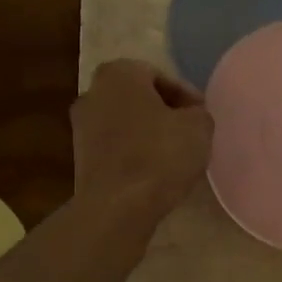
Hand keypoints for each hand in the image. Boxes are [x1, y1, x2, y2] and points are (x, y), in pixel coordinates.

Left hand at [71, 59, 213, 224]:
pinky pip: (115, 148)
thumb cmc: (159, 155)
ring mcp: (81, 127)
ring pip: (125, 123)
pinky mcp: (80, 158)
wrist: (117, 207)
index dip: (186, 96)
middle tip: (189, 132)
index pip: (159, 76)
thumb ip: (198, 113)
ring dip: (148, 134)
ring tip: (174, 155)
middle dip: (164, 112)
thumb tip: (190, 116)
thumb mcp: (199, 127)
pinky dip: (133, 154)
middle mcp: (92, 92)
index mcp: (119, 74)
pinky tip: (153, 172)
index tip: (201, 116)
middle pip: (138, 98)